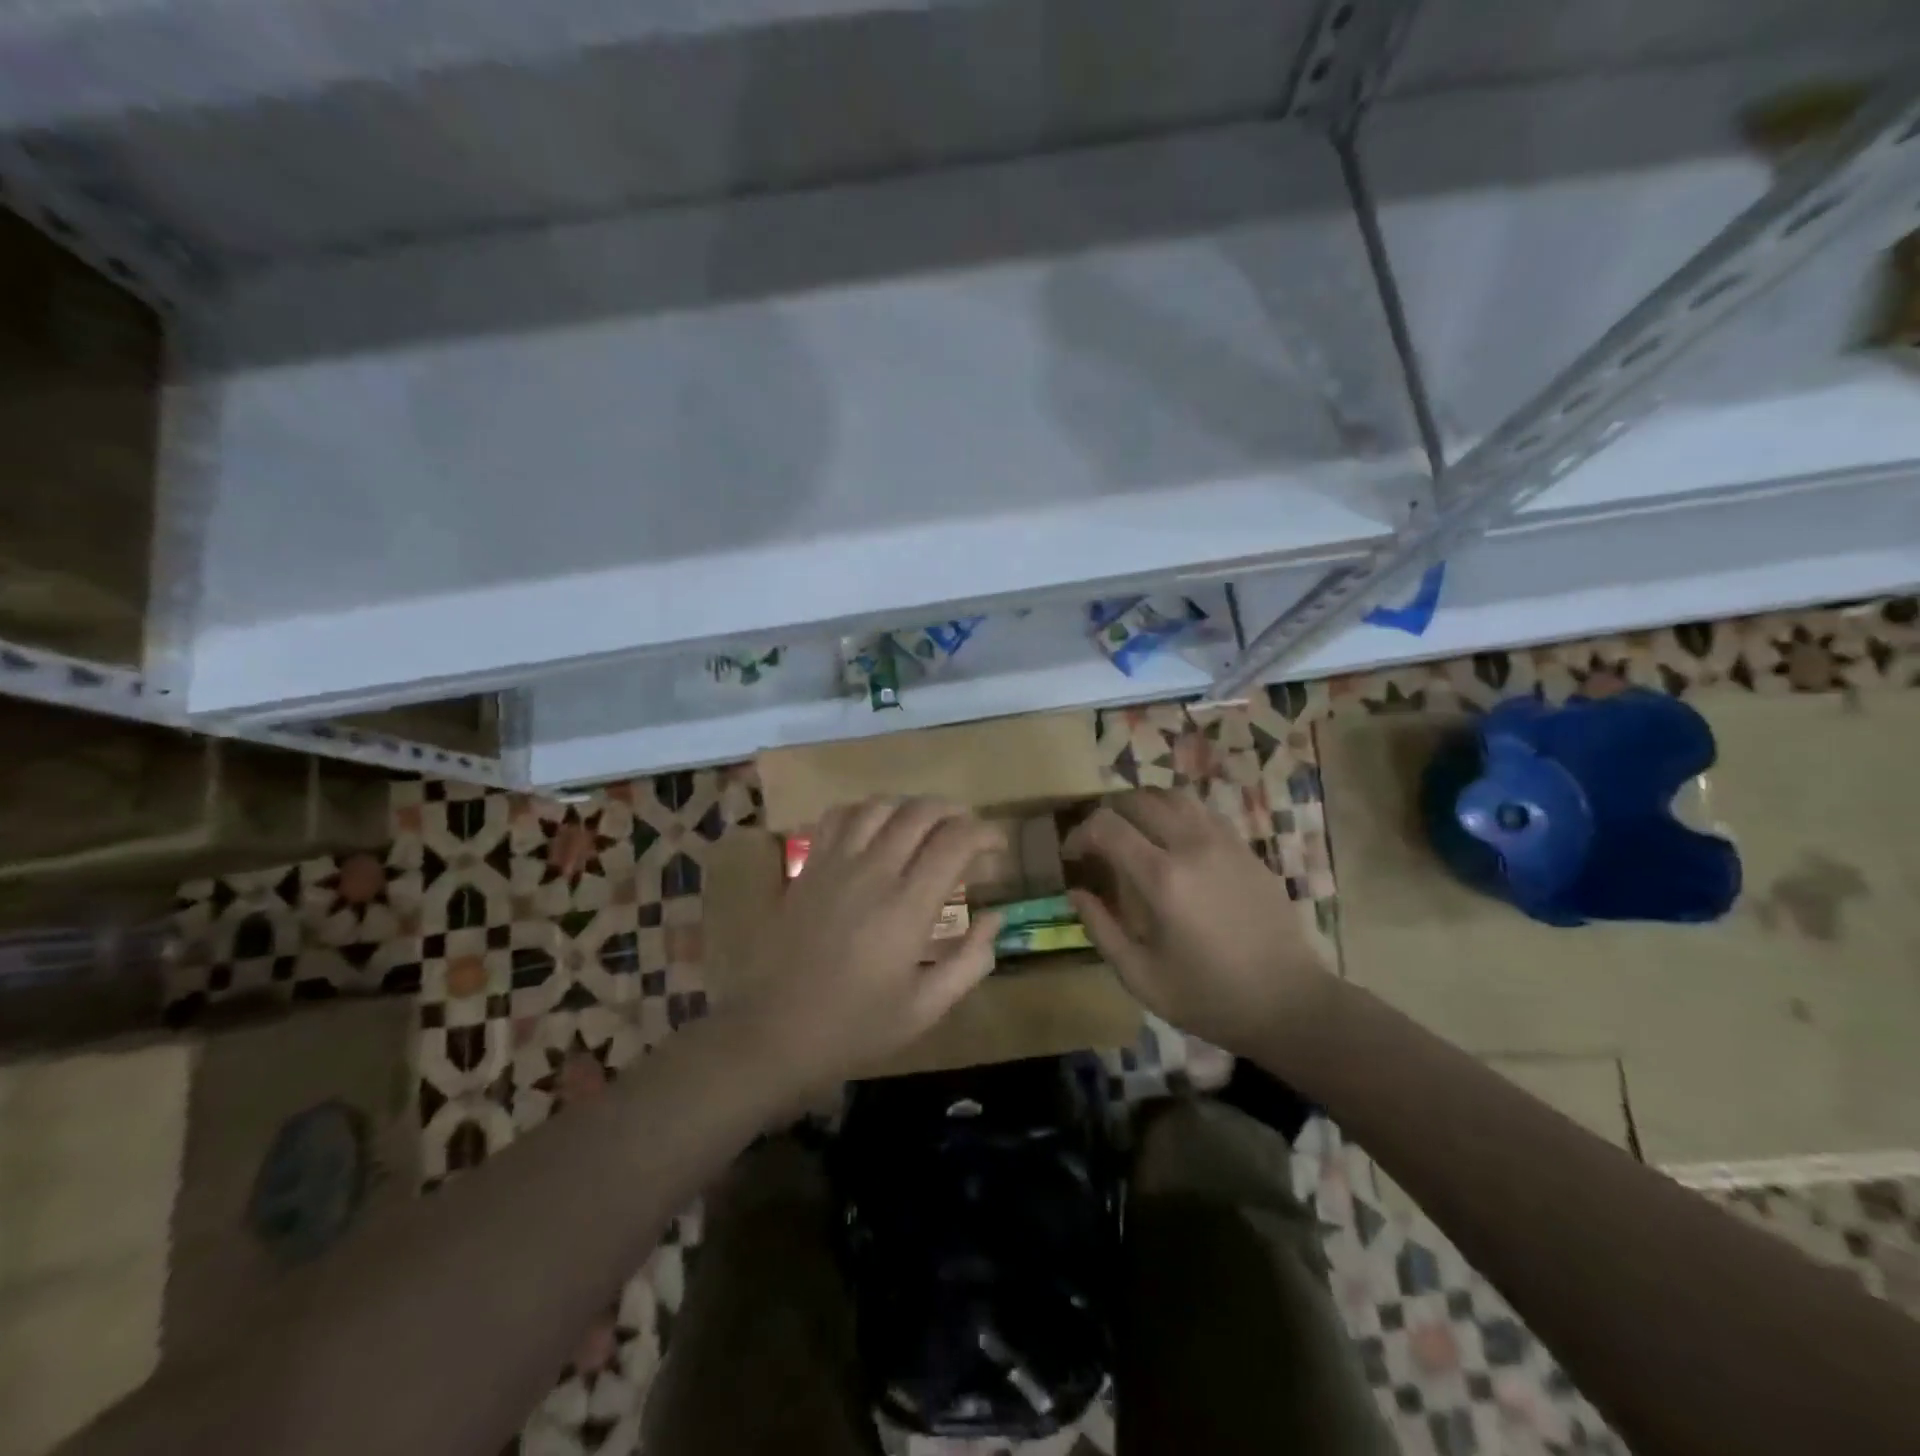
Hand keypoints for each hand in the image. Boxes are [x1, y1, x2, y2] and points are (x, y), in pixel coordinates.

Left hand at [732, 797, 1002, 1087]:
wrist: (774, 1034)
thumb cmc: (856, 1028)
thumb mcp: (926, 1009)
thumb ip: (970, 961)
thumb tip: (995, 917)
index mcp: (907, 908)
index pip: (955, 842)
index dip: (985, 833)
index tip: (998, 847)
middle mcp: (872, 873)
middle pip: (920, 812)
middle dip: (955, 812)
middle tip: (969, 833)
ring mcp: (834, 865)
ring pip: (879, 806)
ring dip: (912, 807)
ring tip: (927, 827)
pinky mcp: (807, 868)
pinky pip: (838, 817)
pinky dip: (865, 811)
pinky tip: (875, 830)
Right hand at [1064, 788, 1333, 1055]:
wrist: (1290, 1004)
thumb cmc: (1209, 997)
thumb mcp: (1141, 976)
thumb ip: (1100, 929)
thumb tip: (1076, 892)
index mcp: (1162, 878)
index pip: (1106, 826)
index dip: (1079, 833)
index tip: (1072, 856)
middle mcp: (1191, 846)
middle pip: (1137, 800)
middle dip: (1107, 814)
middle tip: (1098, 843)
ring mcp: (1224, 842)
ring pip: (1173, 796)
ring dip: (1143, 806)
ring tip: (1132, 832)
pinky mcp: (1246, 848)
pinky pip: (1202, 811)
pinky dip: (1176, 814)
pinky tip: (1172, 842)